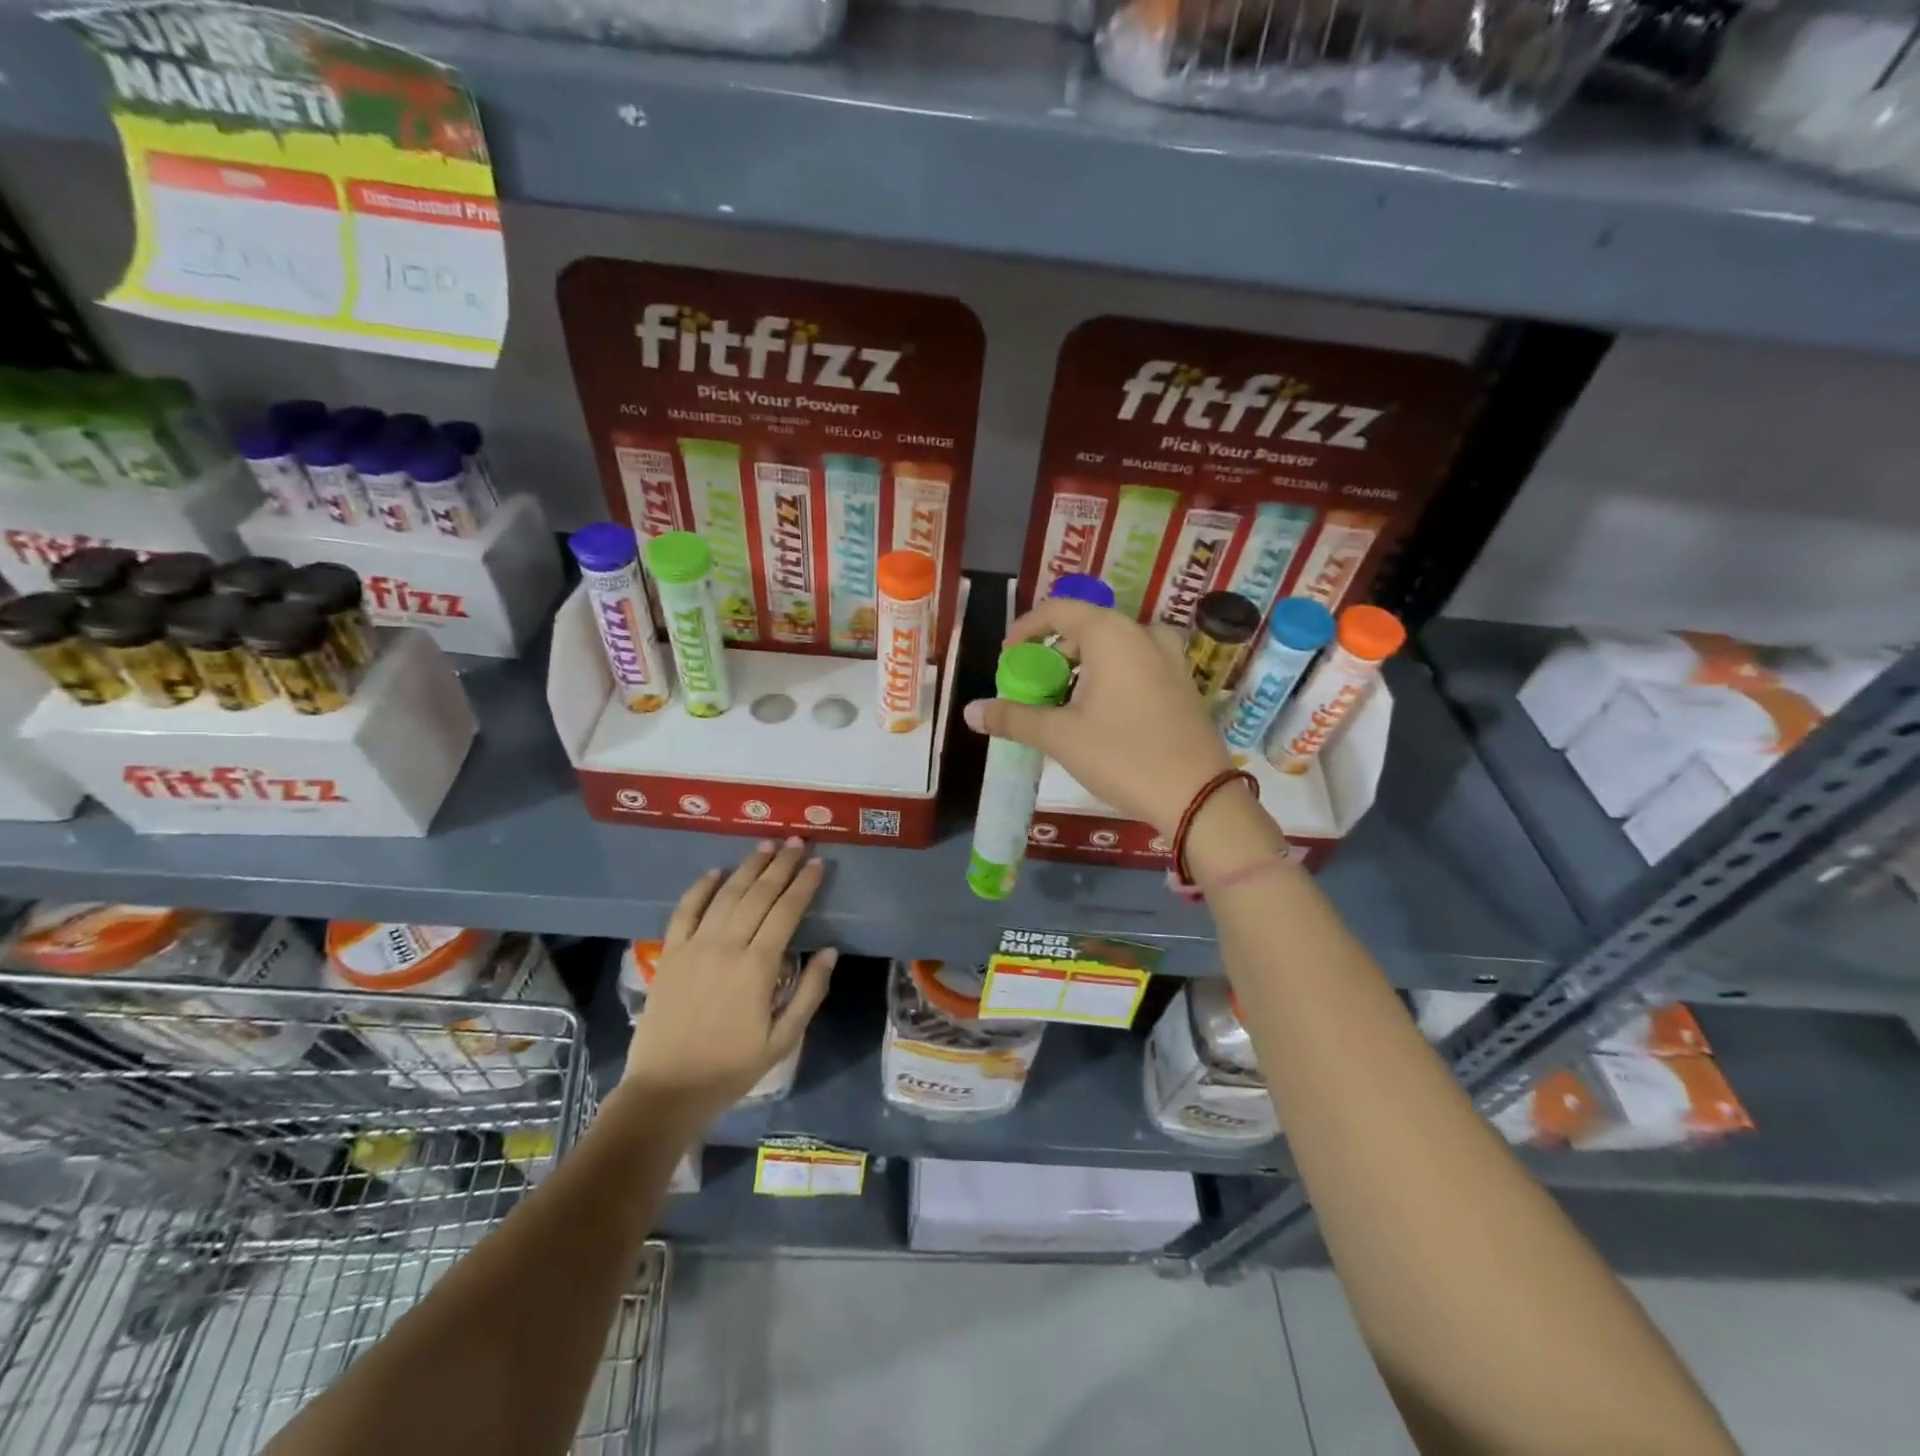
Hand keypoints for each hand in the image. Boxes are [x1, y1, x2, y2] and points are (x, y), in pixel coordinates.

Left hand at [623, 838, 835, 1124]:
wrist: (666, 1089)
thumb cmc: (731, 1067)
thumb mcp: (783, 1039)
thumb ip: (810, 992)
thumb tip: (829, 951)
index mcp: (758, 967)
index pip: (787, 911)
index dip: (804, 884)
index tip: (818, 863)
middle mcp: (727, 946)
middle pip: (758, 894)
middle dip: (781, 865)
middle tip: (798, 842)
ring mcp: (694, 946)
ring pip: (726, 895)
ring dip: (748, 867)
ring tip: (767, 844)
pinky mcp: (670, 954)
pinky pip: (685, 911)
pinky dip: (701, 888)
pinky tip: (716, 871)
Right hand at [961, 598, 1231, 837]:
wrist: (1198, 796)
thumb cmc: (1123, 756)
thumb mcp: (1060, 737)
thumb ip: (1013, 718)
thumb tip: (970, 711)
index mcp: (1112, 633)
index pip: (1058, 610)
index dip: (1026, 629)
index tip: (1007, 657)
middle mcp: (1143, 634)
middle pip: (1086, 628)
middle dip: (1052, 654)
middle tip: (1032, 687)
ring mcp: (1169, 659)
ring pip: (1112, 649)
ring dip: (1081, 668)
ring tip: (1061, 704)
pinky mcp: (1182, 684)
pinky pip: (1135, 666)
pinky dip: (1108, 678)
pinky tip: (1098, 715)